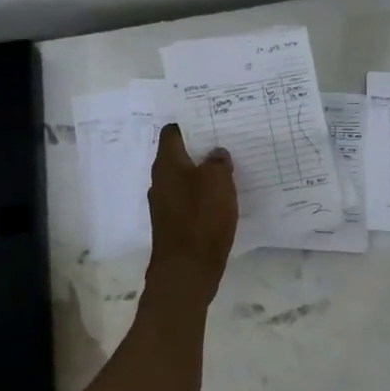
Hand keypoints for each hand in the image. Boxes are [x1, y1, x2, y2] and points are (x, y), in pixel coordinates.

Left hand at [146, 124, 237, 294]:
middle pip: (179, 156)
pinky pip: (189, 200)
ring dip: (203, 174)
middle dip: (200, 149)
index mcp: (167, 164)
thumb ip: (218, 162)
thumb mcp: (218, 182)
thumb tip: (216, 153)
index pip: (172, 133)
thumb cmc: (201, 219)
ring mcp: (165, 204)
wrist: (187, 271)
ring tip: (229, 169)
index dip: (190, 124)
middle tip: (226, 142)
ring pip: (185, 179)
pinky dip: (203, 196)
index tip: (210, 119)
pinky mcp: (174, 224)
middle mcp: (160, 181)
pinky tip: (223, 199)